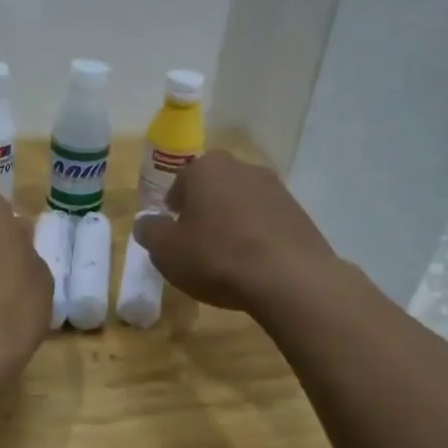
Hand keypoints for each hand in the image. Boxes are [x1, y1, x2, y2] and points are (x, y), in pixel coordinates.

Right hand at [132, 152, 337, 314]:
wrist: (289, 279)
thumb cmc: (216, 257)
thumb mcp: (166, 250)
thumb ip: (150, 231)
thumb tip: (146, 223)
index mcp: (206, 168)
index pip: (181, 181)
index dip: (174, 207)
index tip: (173, 231)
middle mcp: (243, 168)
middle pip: (215, 188)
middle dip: (205, 210)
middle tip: (197, 243)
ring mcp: (277, 190)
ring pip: (243, 204)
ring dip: (233, 223)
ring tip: (227, 258)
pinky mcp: (300, 215)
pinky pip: (268, 223)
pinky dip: (258, 238)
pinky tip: (254, 266)